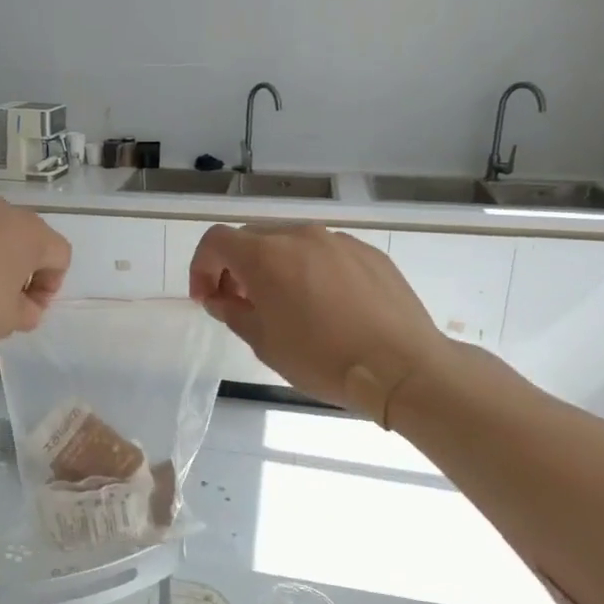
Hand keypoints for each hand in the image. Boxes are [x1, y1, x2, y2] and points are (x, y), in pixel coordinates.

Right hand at [189, 224, 449, 421]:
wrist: (402, 367)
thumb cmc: (322, 358)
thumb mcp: (264, 343)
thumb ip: (233, 312)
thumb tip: (220, 299)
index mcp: (265, 255)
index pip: (216, 241)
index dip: (201, 267)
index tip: (207, 299)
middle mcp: (300, 236)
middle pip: (252, 237)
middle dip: (235, 266)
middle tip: (239, 303)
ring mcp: (338, 241)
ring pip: (290, 242)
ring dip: (273, 266)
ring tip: (284, 304)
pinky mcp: (368, 253)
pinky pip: (324, 252)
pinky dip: (309, 270)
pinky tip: (324, 305)